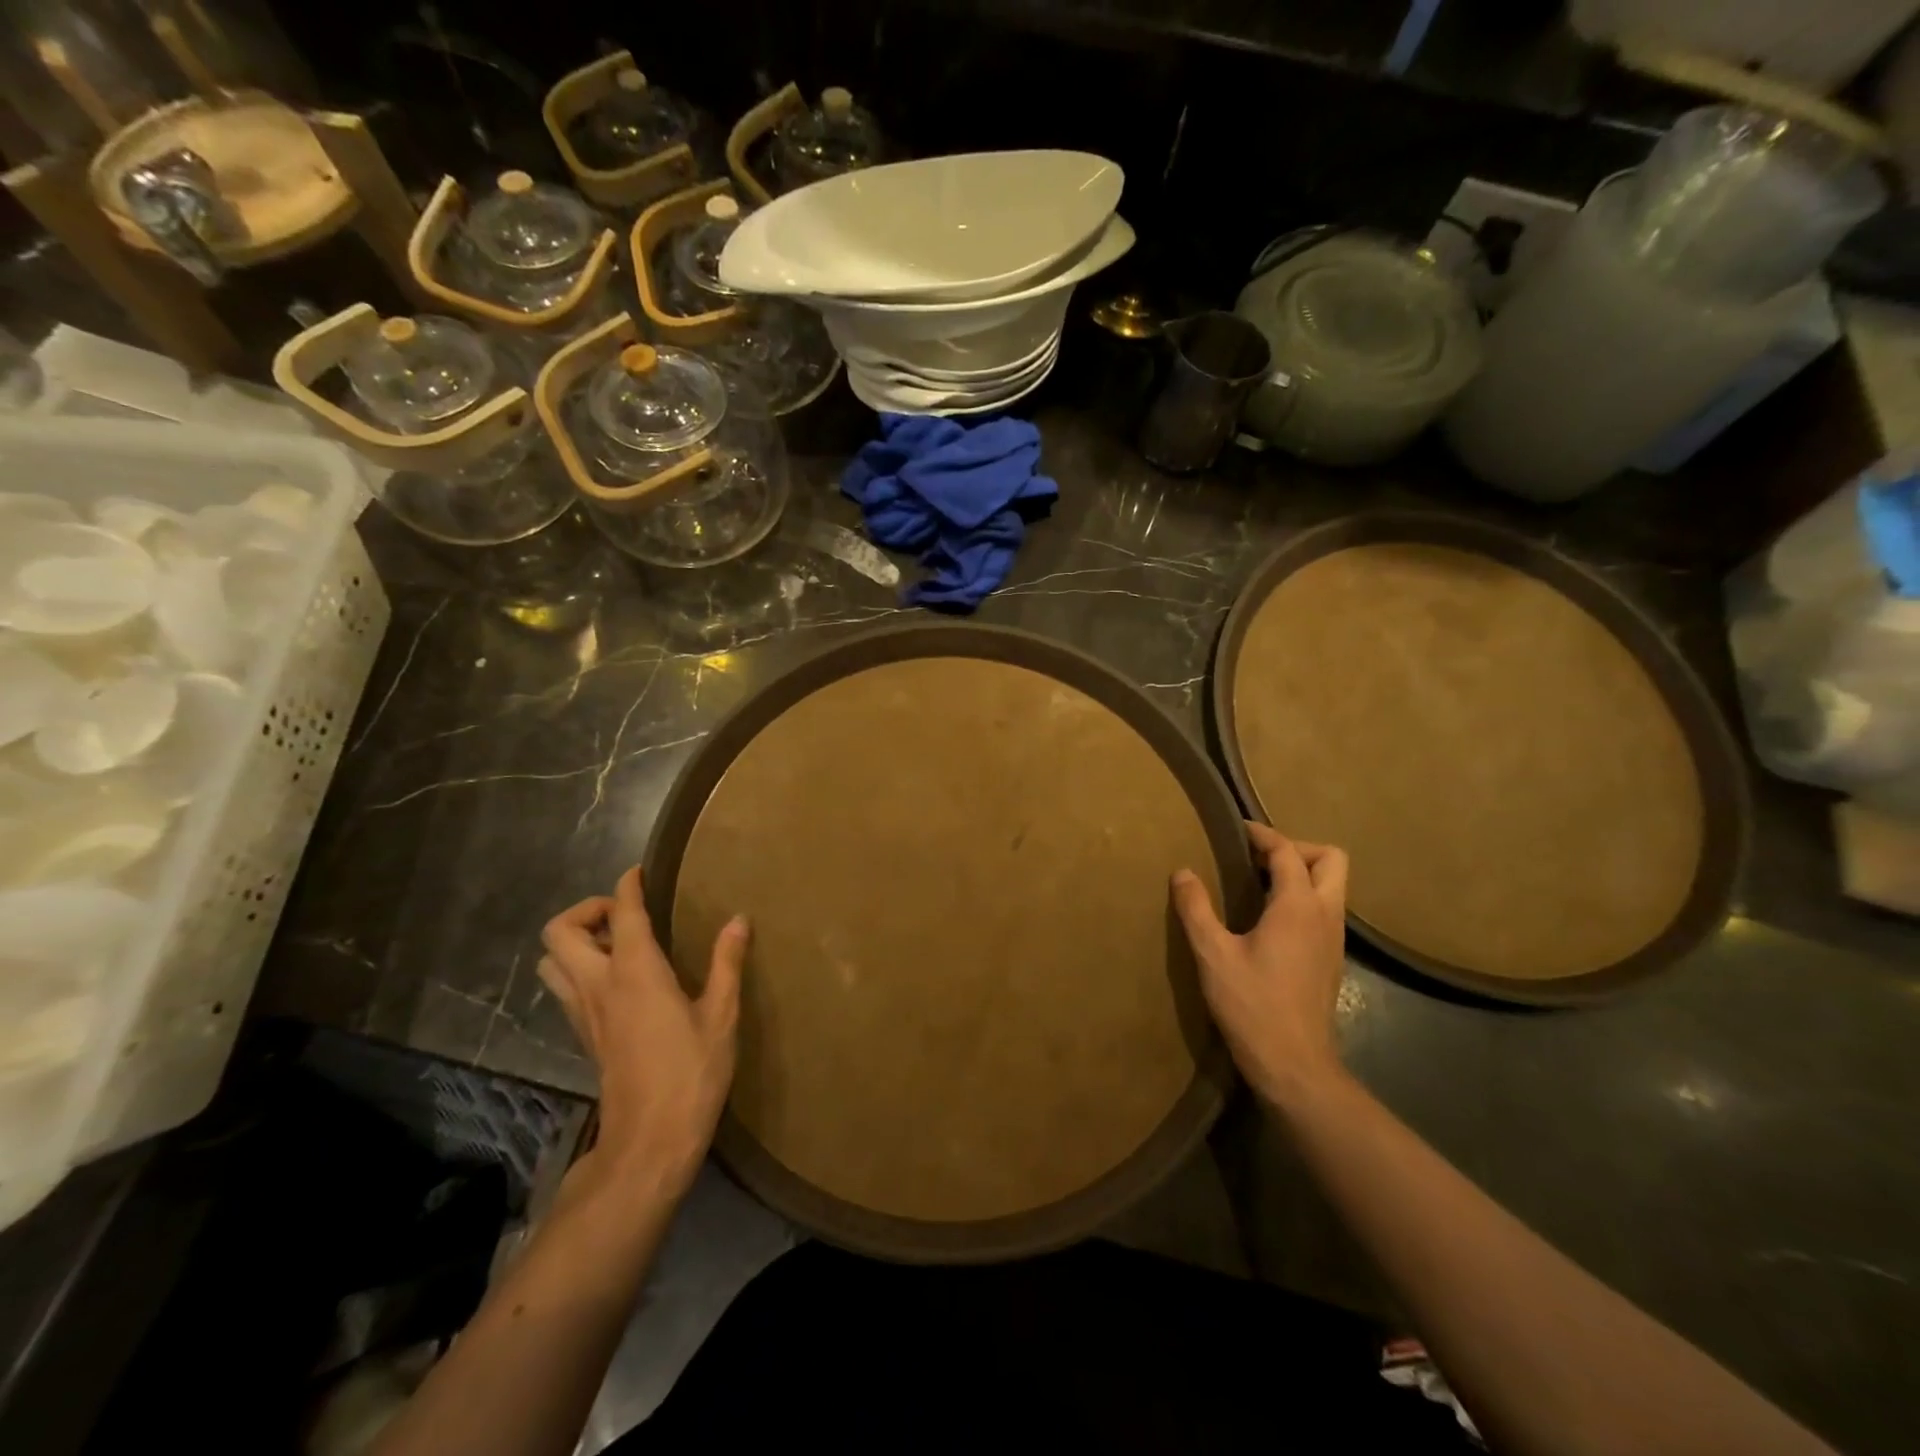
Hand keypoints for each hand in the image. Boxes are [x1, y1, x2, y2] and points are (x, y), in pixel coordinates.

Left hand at [539, 866, 749, 1199]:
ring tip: (619, 945)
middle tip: (626, 915)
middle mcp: (599, 985)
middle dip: (586, 910)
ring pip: (552, 962)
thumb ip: (726, 963)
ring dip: (576, 942)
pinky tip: (619, 981)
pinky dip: (580, 969)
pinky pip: (565, 987)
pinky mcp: (584, 1036)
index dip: (628, 886)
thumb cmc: (691, 1073)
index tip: (639, 872)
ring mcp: (584, 1013)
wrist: (649, 1141)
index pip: (622, 912)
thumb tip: (738, 920)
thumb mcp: (721, 1015)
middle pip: (560, 932)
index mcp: (635, 973)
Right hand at [1171, 822, 1349, 1110]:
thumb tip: (1182, 873)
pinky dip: (1303, 898)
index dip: (1263, 835)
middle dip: (1296, 848)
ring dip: (1302, 873)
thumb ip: (1196, 909)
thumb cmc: (1252, 1005)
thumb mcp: (1212, 954)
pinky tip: (1269, 920)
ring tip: (1259, 884)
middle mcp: (1325, 915)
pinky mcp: (1332, 960)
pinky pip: (1326, 910)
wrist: (1295, 1065)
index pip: (1288, 852)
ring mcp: (1334, 939)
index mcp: (1297, 906)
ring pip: (1333, 886)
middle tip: (1258, 859)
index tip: (1237, 830)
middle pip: (1330, 859)